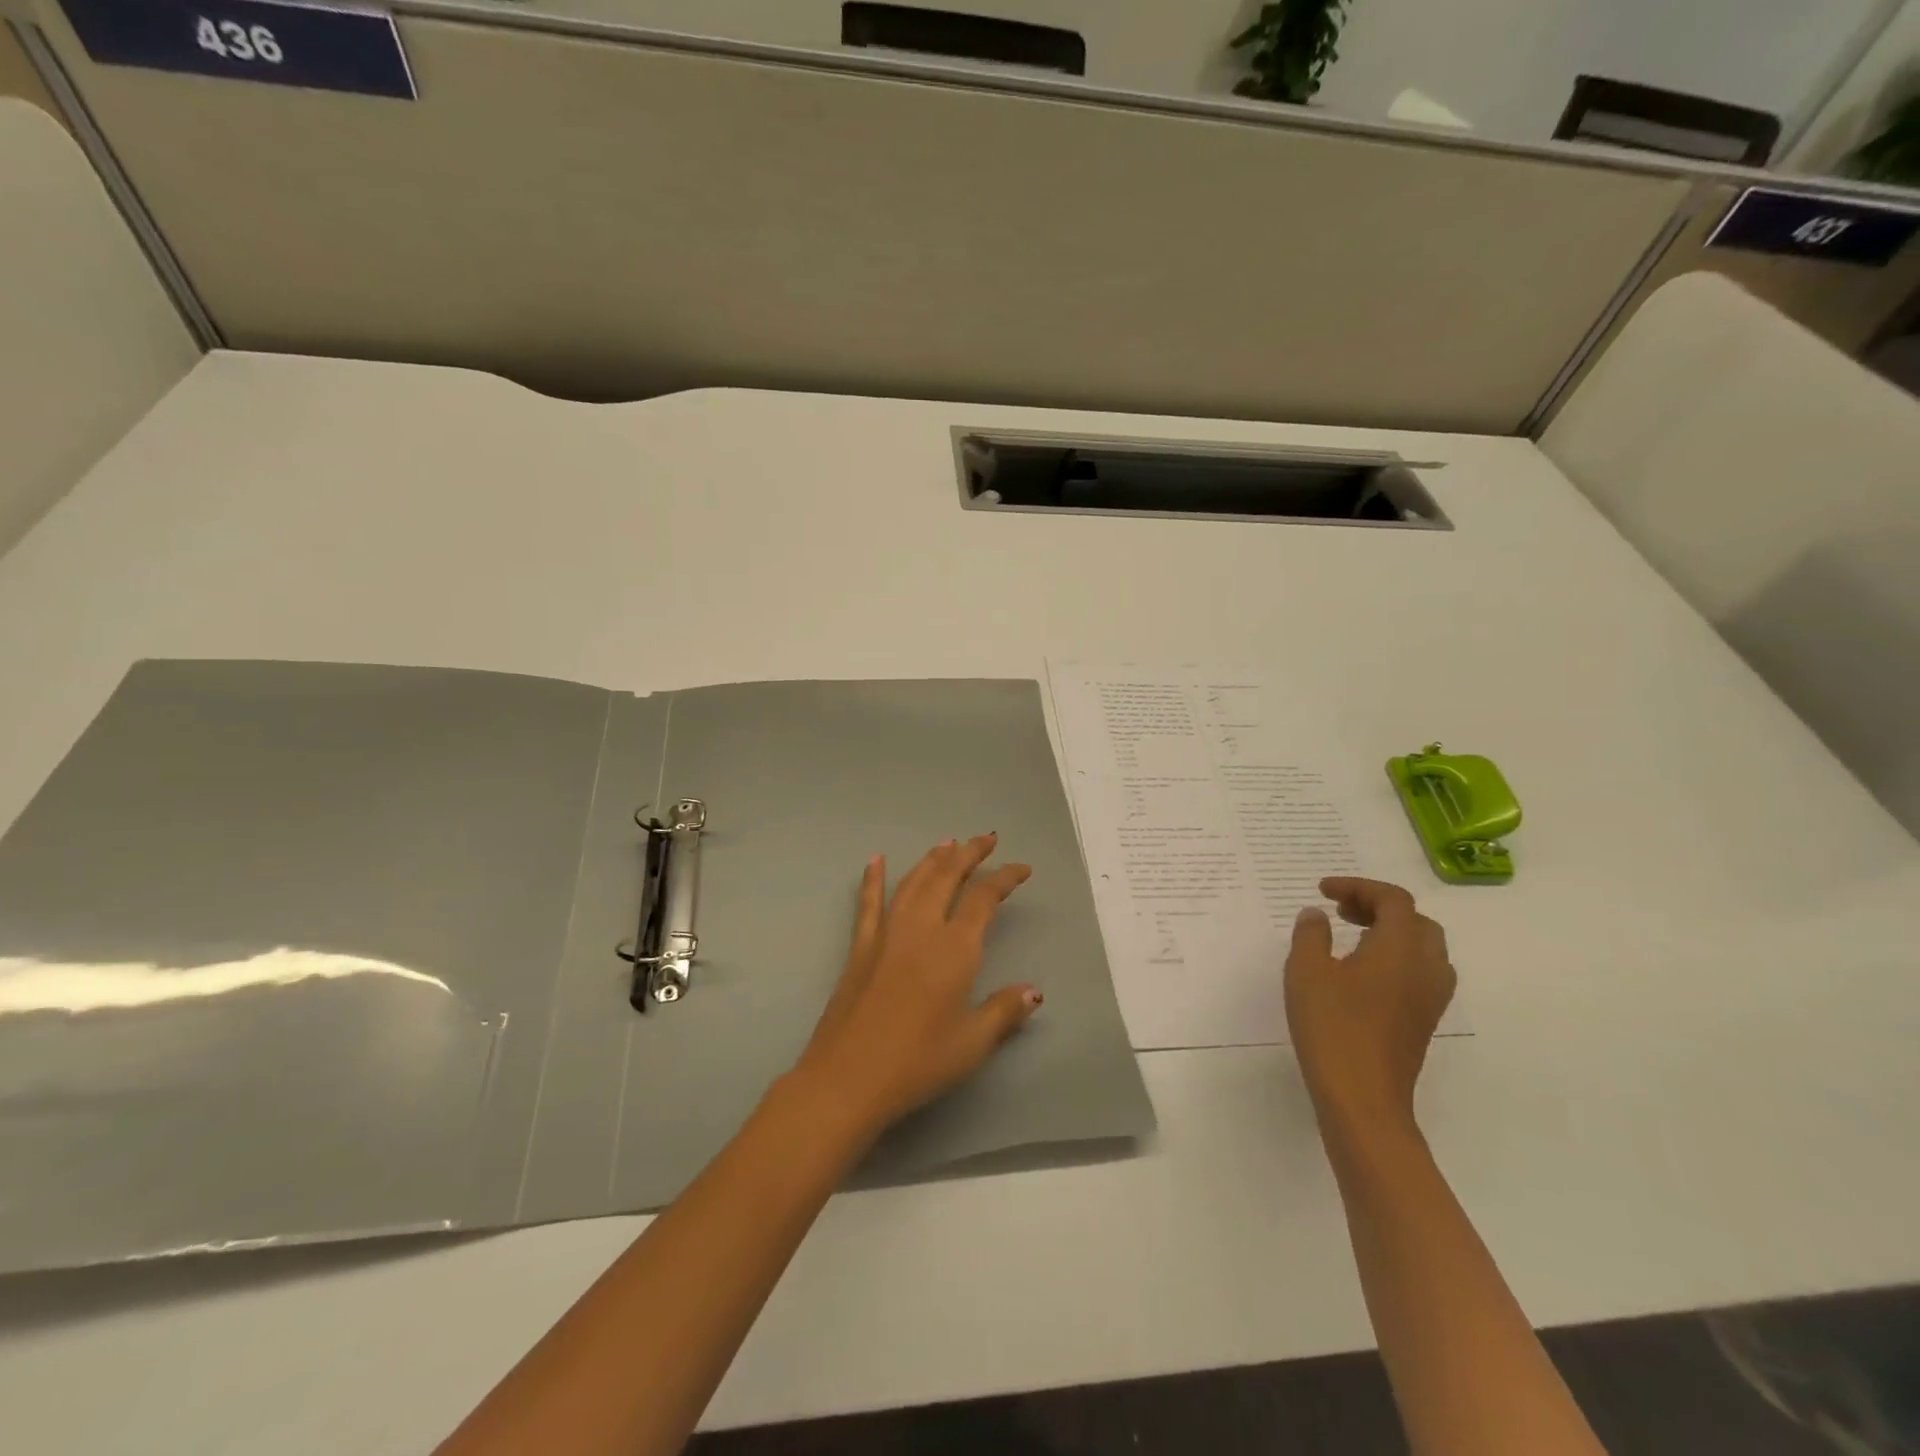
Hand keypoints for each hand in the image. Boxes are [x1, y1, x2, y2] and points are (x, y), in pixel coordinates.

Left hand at [789, 834, 1042, 1142]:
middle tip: (986, 838)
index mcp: (955, 948)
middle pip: (947, 877)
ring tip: (947, 842)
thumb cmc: (918, 1063)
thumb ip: (1004, 1011)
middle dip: (969, 853)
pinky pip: (868, 903)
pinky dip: (873, 879)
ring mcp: (886, 934)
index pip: (984, 898)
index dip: (1004, 878)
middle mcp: (921, 929)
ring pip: (913, 882)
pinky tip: (876, 860)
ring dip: (932, 859)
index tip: (1022, 868)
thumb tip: (1034, 992)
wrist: (848, 1078)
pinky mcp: (860, 948)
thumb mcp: (972, 1043)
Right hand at [1285, 877, 1455, 1136]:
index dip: (1358, 887)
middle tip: (1341, 911)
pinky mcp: (1424, 1021)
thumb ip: (1311, 934)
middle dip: (1378, 907)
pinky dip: (1396, 958)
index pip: (1392, 900)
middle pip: (1415, 920)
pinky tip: (1361, 972)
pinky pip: (1419, 972)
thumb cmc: (1332, 1026)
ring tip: (1351, 937)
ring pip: (1423, 948)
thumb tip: (1317, 914)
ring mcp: (1430, 997)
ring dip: (1391, 932)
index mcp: (1401, 947)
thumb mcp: (1306, 971)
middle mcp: (1426, 967)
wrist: (1362, 1097)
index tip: (1323, 891)